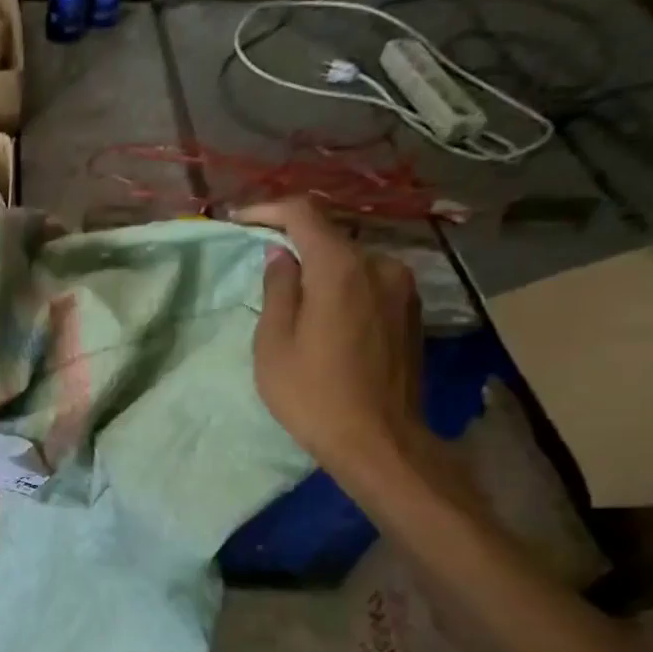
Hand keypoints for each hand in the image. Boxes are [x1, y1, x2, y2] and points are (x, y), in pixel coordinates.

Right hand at [232, 199, 425, 483]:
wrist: (379, 441)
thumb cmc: (312, 393)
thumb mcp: (274, 342)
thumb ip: (278, 288)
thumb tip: (280, 254)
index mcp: (341, 269)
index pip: (304, 214)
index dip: (268, 210)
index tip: (240, 221)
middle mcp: (380, 266)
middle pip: (331, 238)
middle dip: (294, 243)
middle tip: (262, 262)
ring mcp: (403, 289)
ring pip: (352, 262)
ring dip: (321, 268)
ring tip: (293, 294)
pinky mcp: (412, 312)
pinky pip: (369, 283)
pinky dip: (343, 286)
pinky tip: (325, 314)